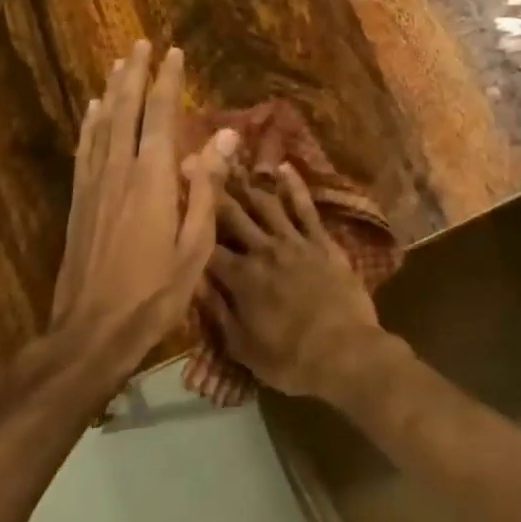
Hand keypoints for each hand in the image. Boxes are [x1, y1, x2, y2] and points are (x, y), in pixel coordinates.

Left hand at [53, 41, 237, 349]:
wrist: (92, 332)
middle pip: (126, 110)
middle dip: (135, 74)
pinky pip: (85, 150)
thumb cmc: (155, 293)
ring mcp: (94, 185)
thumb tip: (225, 136)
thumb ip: (208, 186)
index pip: (161, 116)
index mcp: (152, 179)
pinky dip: (90, 124)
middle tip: (141, 44)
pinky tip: (92, 111)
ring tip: (118, 64)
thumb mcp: (196, 245)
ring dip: (112, 91)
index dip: (168, 82)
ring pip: (102, 125)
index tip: (174, 53)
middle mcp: (119, 171)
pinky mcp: (79, 202)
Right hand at [201, 165, 390, 400]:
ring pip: (265, 204)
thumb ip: (216, 311)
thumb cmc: (290, 359)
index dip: (189, 223)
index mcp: (240, 278)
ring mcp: (294, 241)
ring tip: (232, 164)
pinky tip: (283, 167)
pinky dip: (294, 185)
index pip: (207, 245)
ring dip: (247, 184)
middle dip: (212, 191)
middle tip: (196, 162)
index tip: (175, 201)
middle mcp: (262, 250)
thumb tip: (192, 281)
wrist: (345, 352)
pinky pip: (305, 207)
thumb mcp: (241, 347)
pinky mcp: (320, 240)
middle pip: (232, 215)